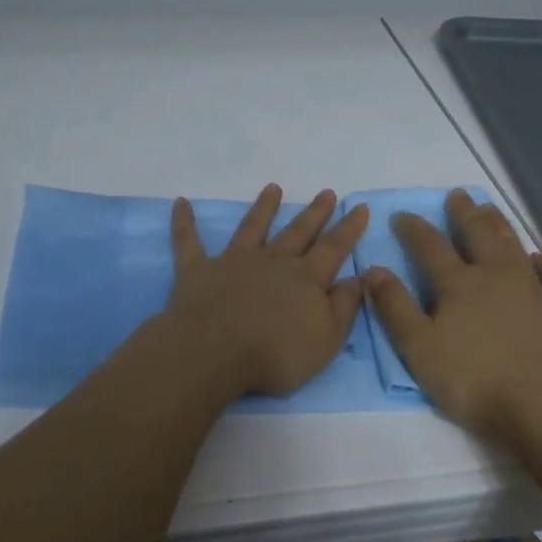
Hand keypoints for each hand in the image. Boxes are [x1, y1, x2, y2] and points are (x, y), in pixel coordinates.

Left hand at [163, 184, 369, 396]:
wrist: (216, 352)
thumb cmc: (276, 353)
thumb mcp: (327, 338)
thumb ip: (345, 306)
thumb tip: (360, 277)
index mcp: (306, 278)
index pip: (334, 248)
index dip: (348, 228)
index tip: (359, 207)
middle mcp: (273, 261)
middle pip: (298, 232)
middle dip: (314, 213)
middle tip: (326, 192)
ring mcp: (234, 261)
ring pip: (252, 227)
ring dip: (263, 207)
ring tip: (273, 188)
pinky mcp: (198, 270)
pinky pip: (189, 241)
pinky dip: (184, 221)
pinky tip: (181, 204)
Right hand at [365, 189, 541, 441]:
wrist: (541, 403)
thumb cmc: (471, 378)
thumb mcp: (419, 347)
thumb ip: (395, 307)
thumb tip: (375, 270)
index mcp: (458, 283)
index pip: (430, 246)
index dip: (413, 229)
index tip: (401, 215)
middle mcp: (496, 275)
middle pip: (478, 234)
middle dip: (464, 213)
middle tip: (458, 195)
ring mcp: (533, 289)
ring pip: (514, 245)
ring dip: (499, 225)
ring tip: (490, 209)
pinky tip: (538, 255)